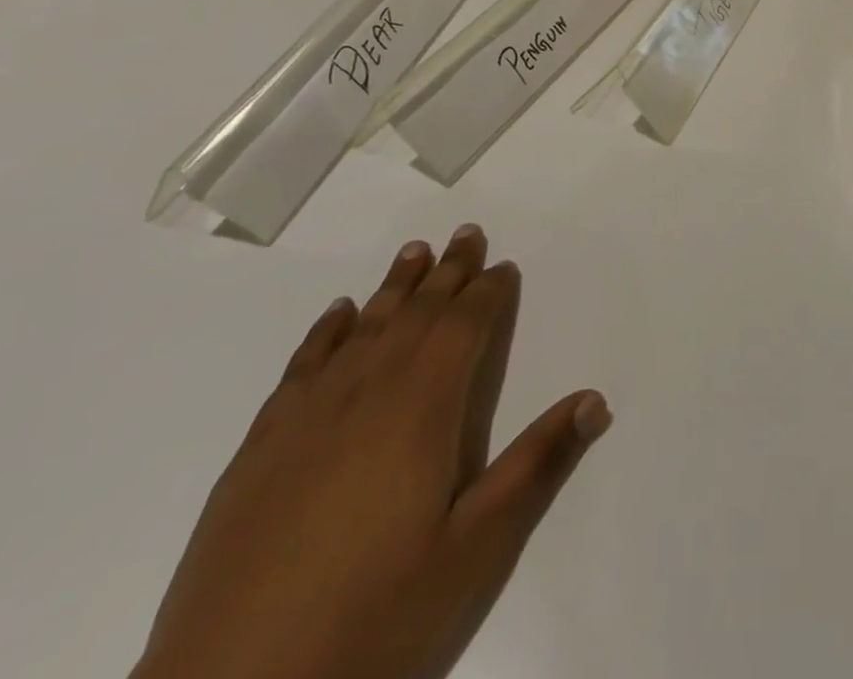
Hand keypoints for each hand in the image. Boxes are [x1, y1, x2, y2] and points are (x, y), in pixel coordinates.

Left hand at [135, 226, 610, 678]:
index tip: (503, 266)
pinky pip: (301, 367)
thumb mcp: (475, 551)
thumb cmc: (372, 620)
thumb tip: (594, 399)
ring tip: (415, 254)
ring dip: (393, 288)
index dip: (487, 293)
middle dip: (446, 273)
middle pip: (415, 315)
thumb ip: (536, 466)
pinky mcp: (258, 452)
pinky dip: (325, 333)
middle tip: (467, 233)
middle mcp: (365, 395)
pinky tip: (336, 315)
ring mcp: (304, 421)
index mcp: (421, 410)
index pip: (463, 329)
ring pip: (361, 330)